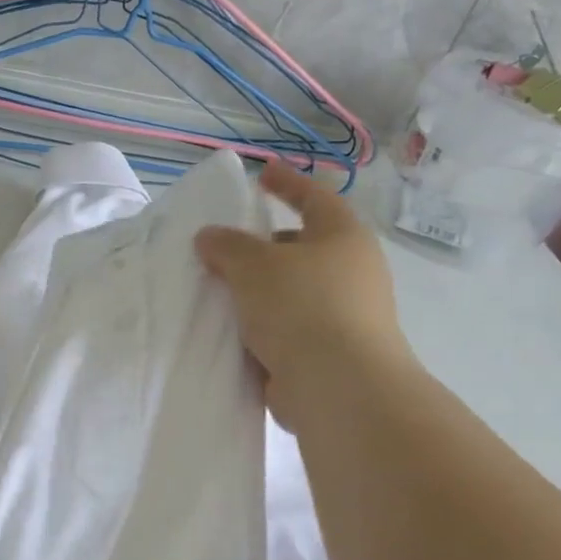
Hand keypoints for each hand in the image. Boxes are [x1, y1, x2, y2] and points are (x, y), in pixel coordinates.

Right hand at [195, 160, 412, 427]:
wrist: (338, 386)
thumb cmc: (301, 307)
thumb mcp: (254, 265)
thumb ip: (227, 246)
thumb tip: (209, 237)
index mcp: (343, 237)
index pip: (314, 197)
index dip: (287, 183)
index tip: (262, 173)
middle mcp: (351, 272)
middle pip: (303, 248)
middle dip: (265, 247)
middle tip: (226, 248)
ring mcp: (345, 315)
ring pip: (293, 292)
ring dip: (261, 292)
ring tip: (220, 293)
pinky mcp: (331, 352)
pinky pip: (289, 329)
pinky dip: (264, 327)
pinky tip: (233, 332)